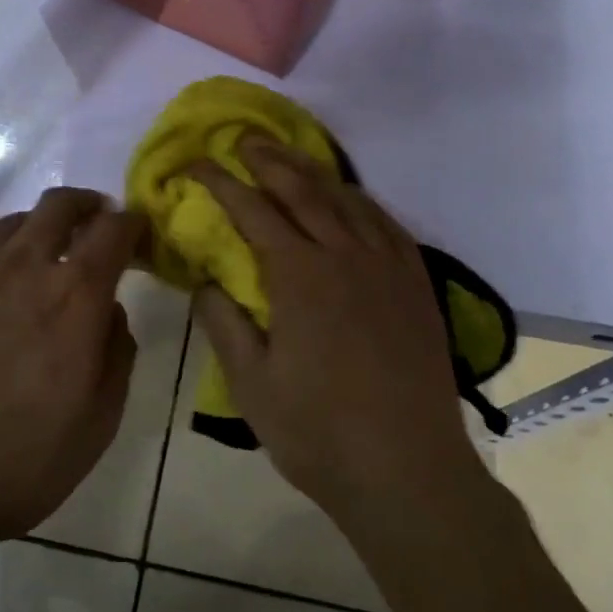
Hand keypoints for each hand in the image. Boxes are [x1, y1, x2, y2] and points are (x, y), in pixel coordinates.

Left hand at [0, 188, 144, 562]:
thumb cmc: (14, 463)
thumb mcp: (96, 424)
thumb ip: (116, 356)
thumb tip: (110, 313)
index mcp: (74, 296)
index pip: (113, 231)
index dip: (133, 224)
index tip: (140, 233)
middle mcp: (23, 268)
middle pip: (60, 206)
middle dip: (87, 203)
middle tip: (97, 221)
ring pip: (14, 222)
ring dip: (42, 225)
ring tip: (48, 253)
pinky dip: (2, 254)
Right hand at [190, 141, 480, 527]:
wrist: (409, 471)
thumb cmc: (319, 433)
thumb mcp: (252, 385)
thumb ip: (224, 324)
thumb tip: (204, 282)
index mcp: (300, 276)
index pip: (252, 210)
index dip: (220, 183)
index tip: (196, 164)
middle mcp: (345, 255)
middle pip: (302, 189)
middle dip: (268, 160)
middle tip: (243, 140)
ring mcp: (387, 266)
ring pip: (347, 199)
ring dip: (313, 171)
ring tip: (290, 157)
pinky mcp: (416, 283)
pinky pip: (386, 223)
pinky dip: (360, 200)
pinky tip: (350, 199)